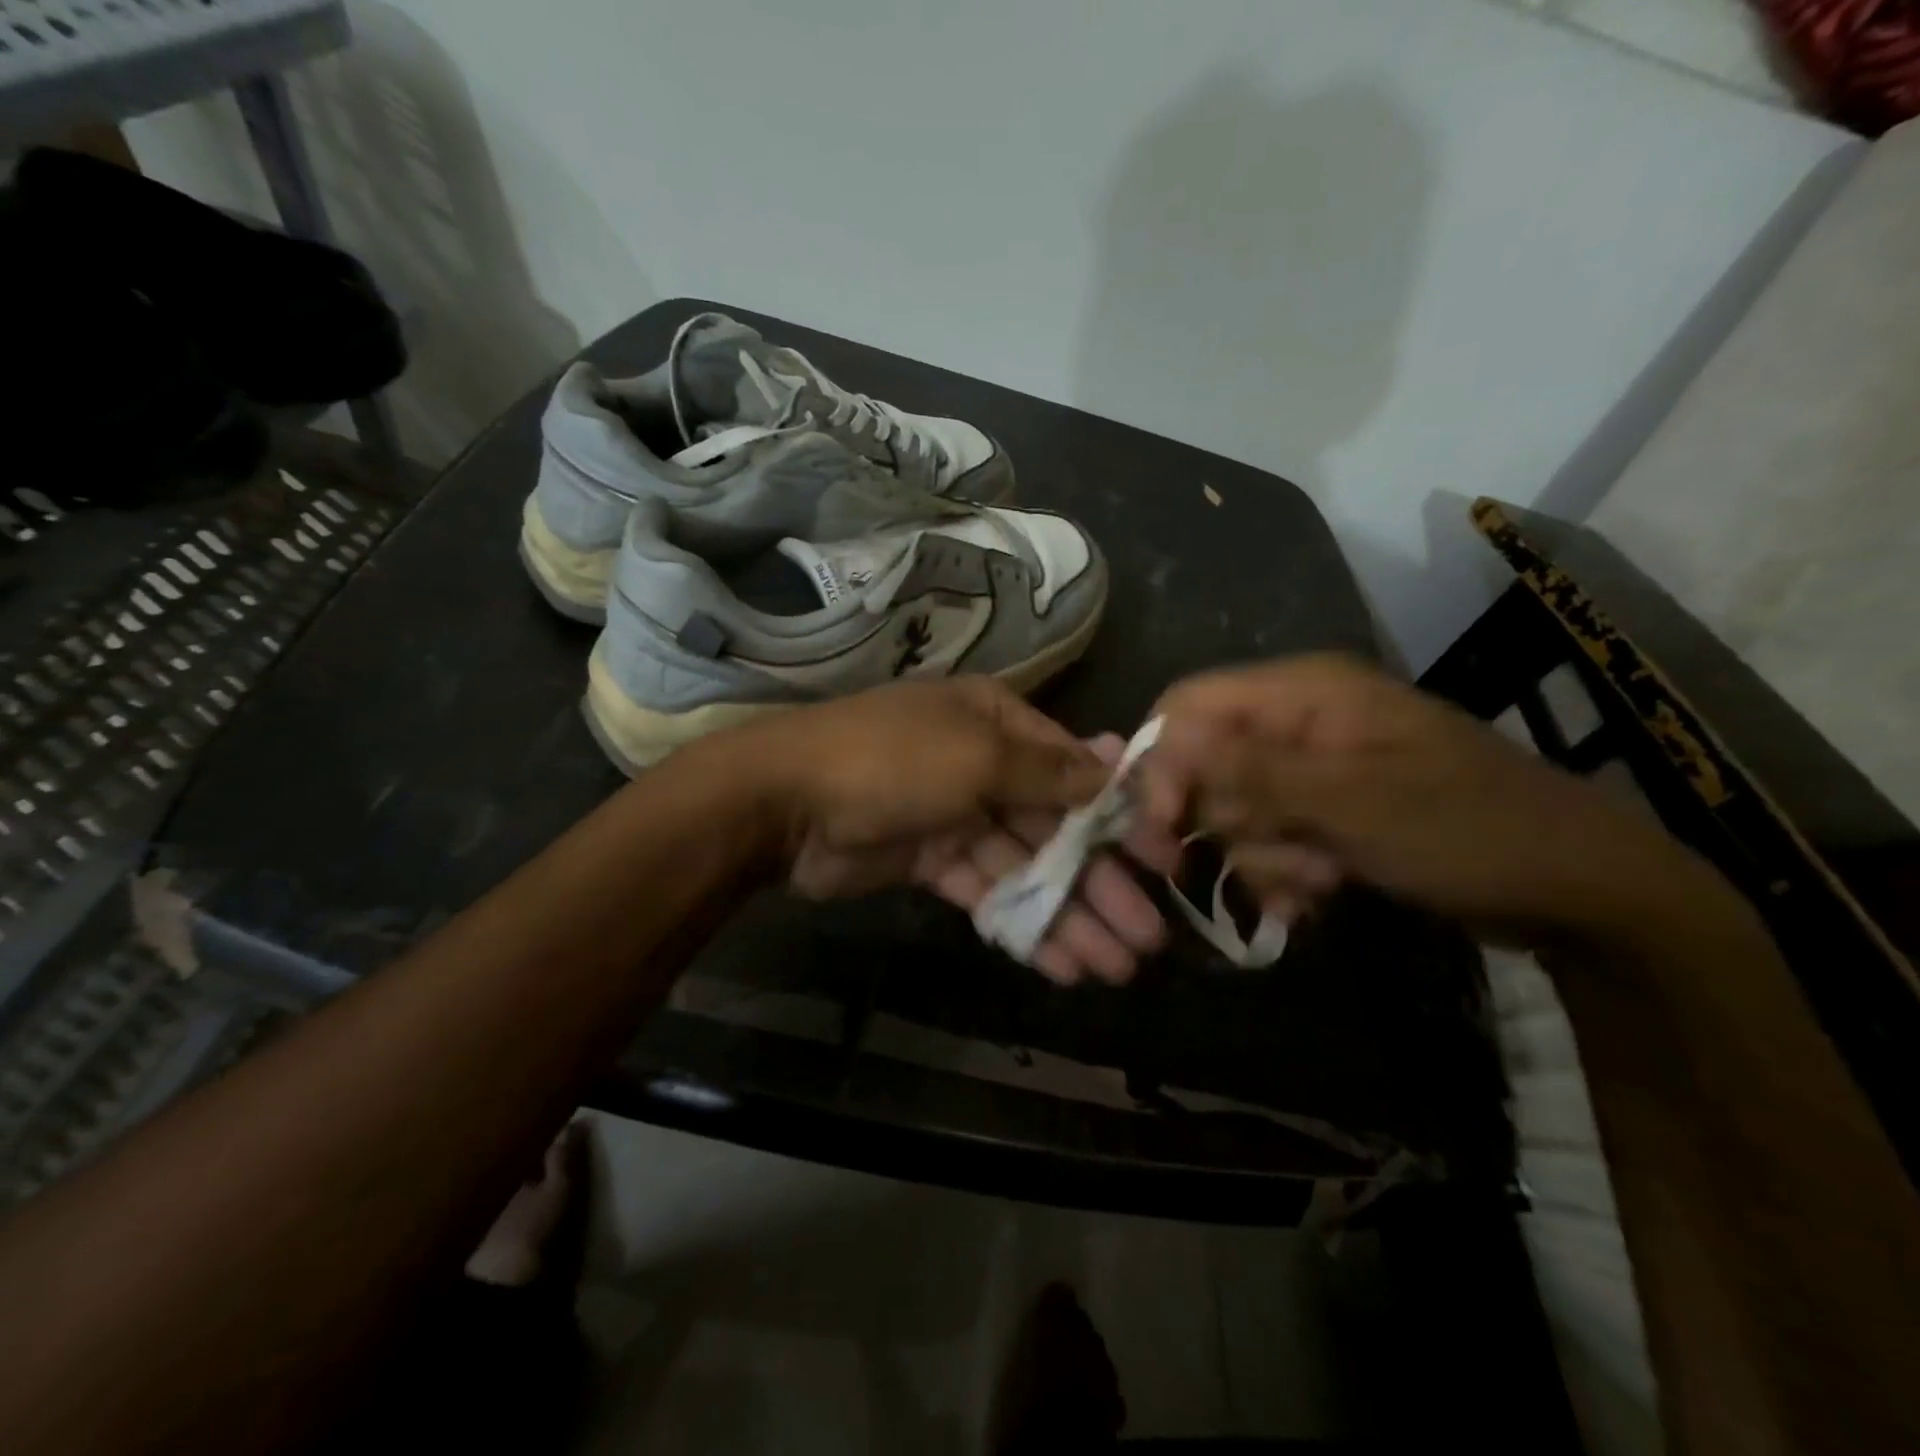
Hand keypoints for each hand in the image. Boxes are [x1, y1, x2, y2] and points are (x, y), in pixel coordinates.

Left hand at [734, 677, 1176, 984]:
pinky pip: (988, 892)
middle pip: (1056, 827)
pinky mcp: (932, 861)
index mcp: (998, 723)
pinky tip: (1061, 964)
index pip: (1074, 771)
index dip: (1120, 818)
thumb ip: (1049, 773)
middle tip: (1148, 937)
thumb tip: (1119, 764)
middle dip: (1100, 881)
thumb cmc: (892, 761)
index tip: (1165, 863)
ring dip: (1068, 914)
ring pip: (1026, 869)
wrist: (784, 802)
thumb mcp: (978, 755)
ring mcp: (957, 815)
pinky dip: (1021, 924)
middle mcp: (984, 764)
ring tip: (1115, 967)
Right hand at [1143, 654, 1713, 941]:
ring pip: (1234, 810)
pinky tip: (1317, 895)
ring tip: (1319, 880)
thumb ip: (1253, 772)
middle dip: (1229, 822)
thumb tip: (1166, 747)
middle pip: (1205, 764)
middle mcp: (1297, 721)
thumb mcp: (1354, 801)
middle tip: (1273, 860)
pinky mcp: (1324, 810)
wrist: (1575, 889)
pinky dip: (1281, 872)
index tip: (1162, 827)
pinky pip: (1267, 837)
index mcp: (1303, 692)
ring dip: (1263, 856)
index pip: (1188, 705)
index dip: (1162, 761)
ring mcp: (1312, 769)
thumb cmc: (1468, 829)